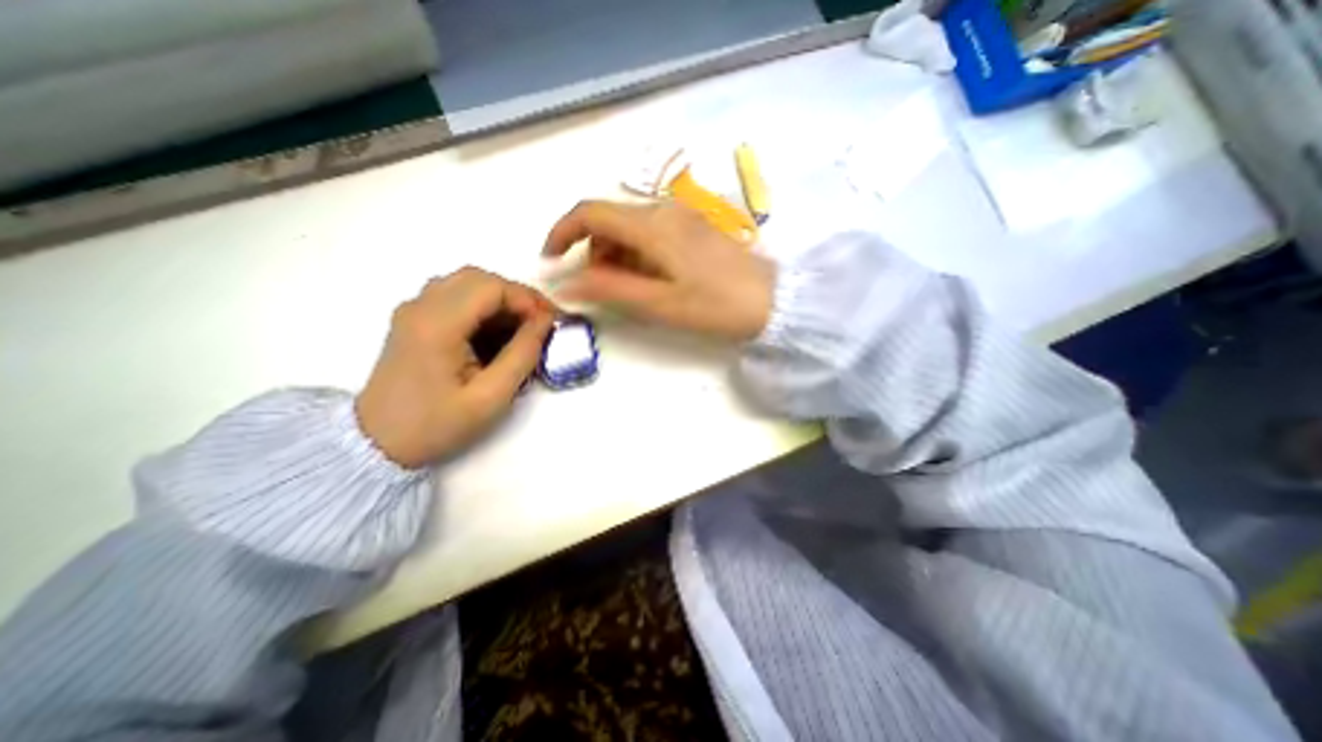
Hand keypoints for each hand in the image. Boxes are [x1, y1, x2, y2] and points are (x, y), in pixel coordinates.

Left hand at [350, 268, 552, 468]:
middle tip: (539, 323)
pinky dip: (483, 308)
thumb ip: (523, 355)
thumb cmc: (437, 424)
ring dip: (500, 301)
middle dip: (516, 296)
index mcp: (437, 325)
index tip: (549, 323)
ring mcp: (413, 312)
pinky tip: (495, 336)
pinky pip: (454, 298)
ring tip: (521, 330)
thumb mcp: (491, 397)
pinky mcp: (414, 321)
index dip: (526, 299)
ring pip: (466, 285)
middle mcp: (420, 307)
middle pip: (478, 278)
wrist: (377, 444)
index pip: (490, 287)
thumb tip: (545, 322)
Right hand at [544, 197, 775, 338]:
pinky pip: (651, 231)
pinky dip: (637, 252)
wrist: (772, 300)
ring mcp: (681, 216)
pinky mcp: (693, 227)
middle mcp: (663, 210)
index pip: (589, 212)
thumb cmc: (715, 305)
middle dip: (592, 251)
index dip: (561, 232)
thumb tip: (566, 283)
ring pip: (629, 226)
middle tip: (602, 288)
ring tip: (632, 288)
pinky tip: (654, 277)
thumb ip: (610, 289)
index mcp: (651, 225)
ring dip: (616, 254)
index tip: (551, 260)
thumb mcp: (659, 304)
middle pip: (608, 219)